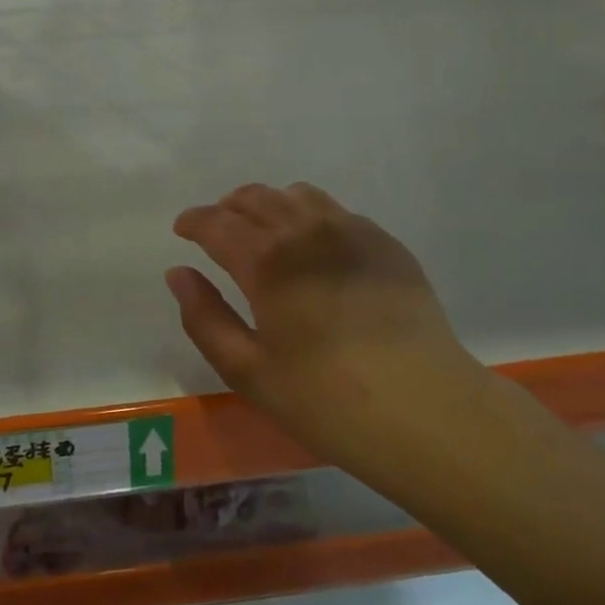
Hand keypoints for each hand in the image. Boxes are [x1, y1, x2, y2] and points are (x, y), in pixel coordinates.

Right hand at [165, 183, 474, 457]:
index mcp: (266, 261)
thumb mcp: (248, 370)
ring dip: (270, 205)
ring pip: (297, 196)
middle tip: (219, 231)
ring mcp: (351, 231)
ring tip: (266, 233)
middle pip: (256, 198)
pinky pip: (336, 211)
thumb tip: (179, 273)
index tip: (183, 229)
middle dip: (228, 208)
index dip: (194, 222)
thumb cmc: (325, 399)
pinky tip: (316, 249)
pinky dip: (311, 217)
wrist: (425, 409)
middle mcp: (306, 231)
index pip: (217, 223)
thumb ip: (204, 317)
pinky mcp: (385, 243)